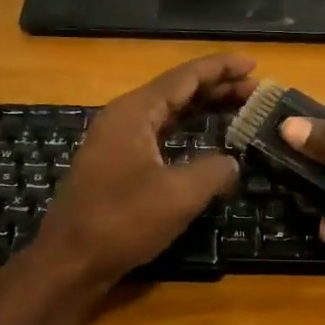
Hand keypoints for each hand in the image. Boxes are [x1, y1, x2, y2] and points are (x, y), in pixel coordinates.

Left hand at [33, 54, 257, 285]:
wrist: (70, 260)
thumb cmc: (123, 221)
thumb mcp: (179, 194)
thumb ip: (214, 170)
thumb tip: (231, 163)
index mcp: (135, 112)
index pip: (184, 77)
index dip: (221, 69)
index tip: (253, 64)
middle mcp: (123, 118)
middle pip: (175, 91)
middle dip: (216, 89)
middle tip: (254, 91)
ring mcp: (116, 142)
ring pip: (166, 115)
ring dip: (201, 111)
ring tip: (237, 110)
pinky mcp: (115, 166)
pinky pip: (157, 136)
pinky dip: (185, 133)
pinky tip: (204, 143)